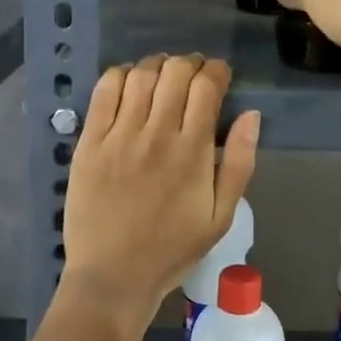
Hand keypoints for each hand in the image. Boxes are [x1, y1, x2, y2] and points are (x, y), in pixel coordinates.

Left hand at [61, 54, 260, 321]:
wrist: (113, 276)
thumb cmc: (172, 249)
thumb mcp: (221, 217)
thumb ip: (240, 164)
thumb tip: (251, 115)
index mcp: (193, 152)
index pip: (207, 87)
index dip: (217, 71)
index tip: (220, 75)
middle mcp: (157, 134)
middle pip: (175, 72)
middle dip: (190, 63)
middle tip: (193, 74)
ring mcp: (119, 136)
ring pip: (141, 75)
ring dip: (157, 64)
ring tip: (163, 74)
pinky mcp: (90, 142)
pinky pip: (104, 91)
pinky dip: (120, 75)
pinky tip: (129, 81)